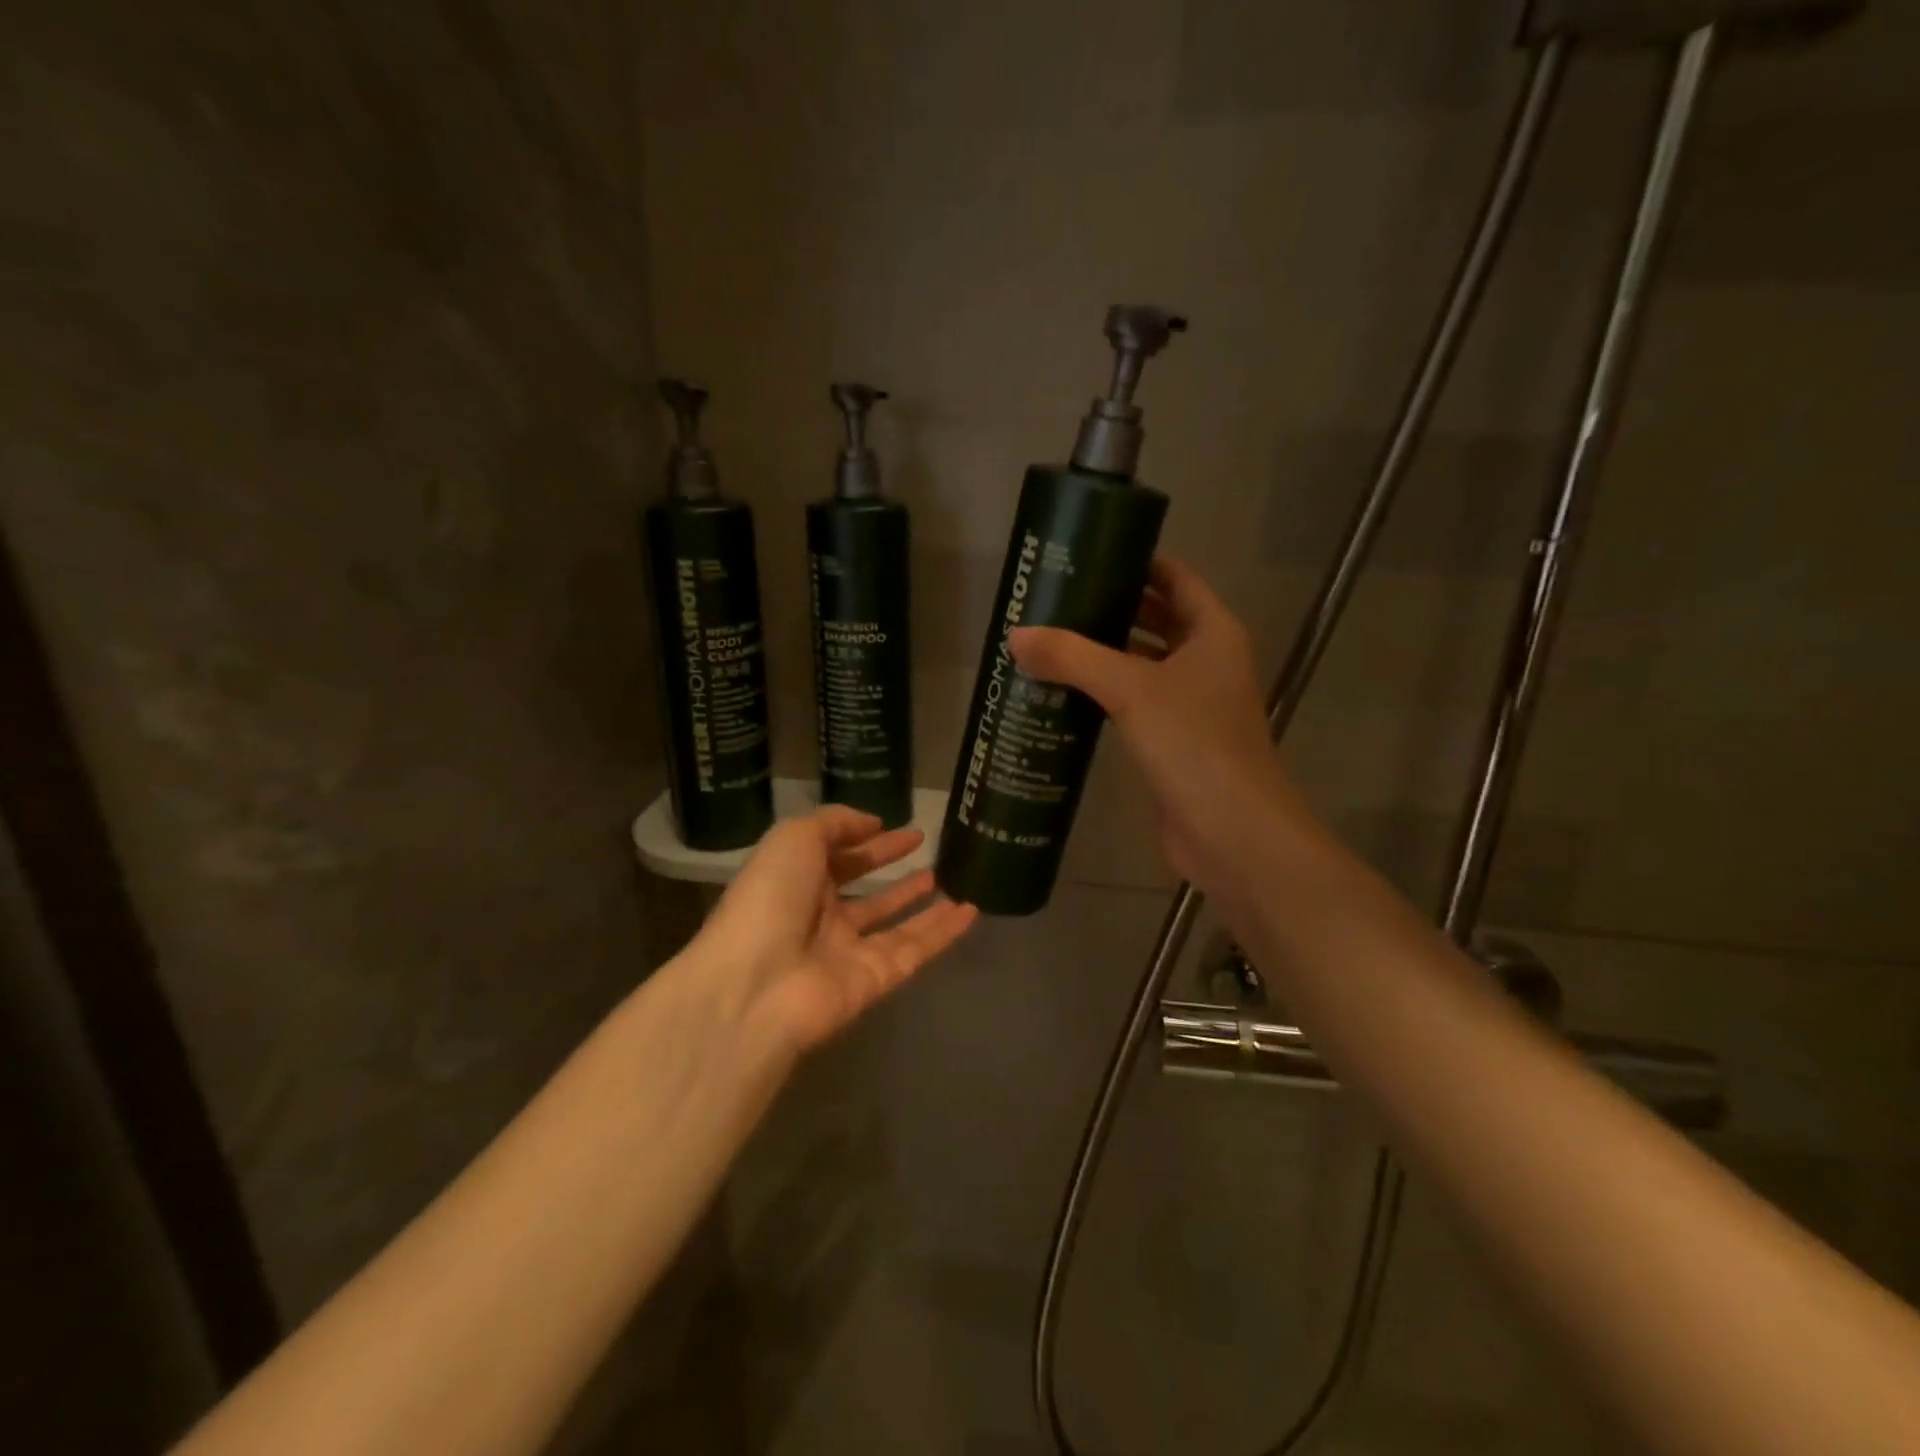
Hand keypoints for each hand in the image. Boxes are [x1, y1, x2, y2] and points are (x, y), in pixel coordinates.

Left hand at [695, 807, 977, 1052]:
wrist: (756, 985)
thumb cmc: (770, 899)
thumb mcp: (794, 838)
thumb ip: (835, 823)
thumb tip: (873, 824)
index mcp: (798, 882)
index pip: (840, 857)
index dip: (871, 842)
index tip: (906, 830)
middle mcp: (823, 917)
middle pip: (867, 891)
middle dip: (895, 871)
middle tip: (931, 851)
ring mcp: (849, 952)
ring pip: (896, 923)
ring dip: (924, 902)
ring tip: (957, 880)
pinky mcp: (875, 980)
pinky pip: (916, 950)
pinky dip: (944, 933)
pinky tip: (971, 911)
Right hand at [1009, 556, 1313, 901]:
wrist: (1231, 832)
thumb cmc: (1193, 743)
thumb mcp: (1131, 689)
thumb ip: (1073, 658)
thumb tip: (1017, 636)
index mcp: (1212, 632)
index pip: (1174, 578)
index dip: (1136, 561)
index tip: (1087, 552)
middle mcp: (1206, 661)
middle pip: (1156, 618)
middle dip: (1111, 607)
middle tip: (1055, 599)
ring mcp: (1191, 704)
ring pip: (1143, 664)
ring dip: (1104, 653)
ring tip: (1049, 640)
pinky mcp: (1172, 742)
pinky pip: (1134, 704)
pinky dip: (1104, 694)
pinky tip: (1063, 694)